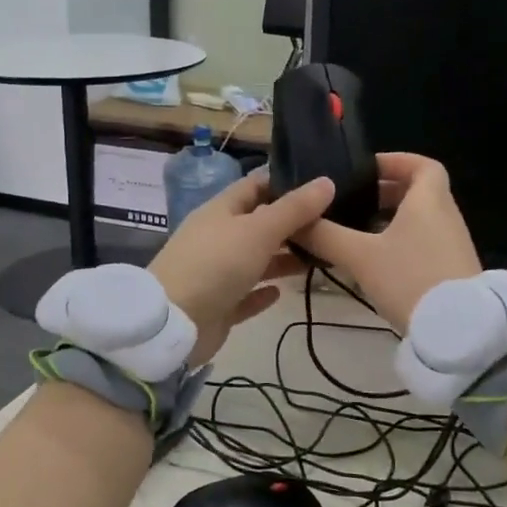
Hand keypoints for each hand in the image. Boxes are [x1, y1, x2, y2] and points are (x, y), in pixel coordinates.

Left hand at [149, 170, 334, 365]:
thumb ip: (294, 209)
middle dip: (292, 225)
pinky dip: (263, 292)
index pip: (255, 186)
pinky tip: (282, 293)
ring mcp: (215, 273)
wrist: (174, 324)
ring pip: (255, 260)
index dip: (285, 183)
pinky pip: (245, 294)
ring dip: (283, 259)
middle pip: (258, 224)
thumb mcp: (259, 230)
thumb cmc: (216, 265)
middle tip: (333, 226)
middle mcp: (218, 238)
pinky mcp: (218, 306)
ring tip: (320, 259)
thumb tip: (327, 181)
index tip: (321, 187)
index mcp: (221, 211)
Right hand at [298, 154, 480, 333]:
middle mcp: (446, 216)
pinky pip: (425, 243)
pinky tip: (377, 263)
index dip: (396, 161)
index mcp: (429, 201)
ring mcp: (453, 245)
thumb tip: (295, 221)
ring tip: (357, 233)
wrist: (457, 330)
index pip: (423, 165)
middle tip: (354, 202)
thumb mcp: (360, 257)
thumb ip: (326, 236)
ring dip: (392, 220)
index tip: (367, 169)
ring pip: (420, 220)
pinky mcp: (452, 270)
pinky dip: (402, 242)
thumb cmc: (409, 279)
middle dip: (386, 193)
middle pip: (420, 192)